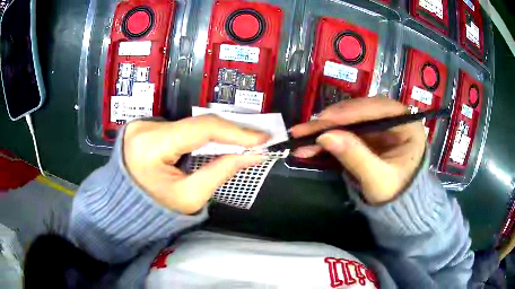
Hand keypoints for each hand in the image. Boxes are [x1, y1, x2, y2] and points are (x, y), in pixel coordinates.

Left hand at [123, 115, 268, 213]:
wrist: (126, 208)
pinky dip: (200, 135)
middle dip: (229, 132)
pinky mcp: (146, 126)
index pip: (200, 129)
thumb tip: (253, 155)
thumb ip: (222, 171)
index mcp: (151, 146)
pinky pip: (180, 127)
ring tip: (241, 140)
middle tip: (256, 138)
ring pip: (190, 124)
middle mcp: (145, 127)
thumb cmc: (156, 210)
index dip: (235, 131)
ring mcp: (143, 124)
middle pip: (196, 124)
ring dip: (216, 133)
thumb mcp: (190, 197)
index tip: (261, 137)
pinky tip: (216, 141)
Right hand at [290, 97, 425, 204]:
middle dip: (331, 121)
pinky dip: (327, 137)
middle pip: (359, 112)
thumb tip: (325, 136)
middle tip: (303, 129)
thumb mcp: (378, 180)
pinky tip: (309, 143)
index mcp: (407, 125)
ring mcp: (379, 126)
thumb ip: (356, 157)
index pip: (378, 109)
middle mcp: (393, 119)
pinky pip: (345, 131)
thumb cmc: (396, 194)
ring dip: (324, 129)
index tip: (324, 119)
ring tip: (299, 136)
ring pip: (348, 120)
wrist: (398, 207)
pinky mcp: (367, 134)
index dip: (350, 112)